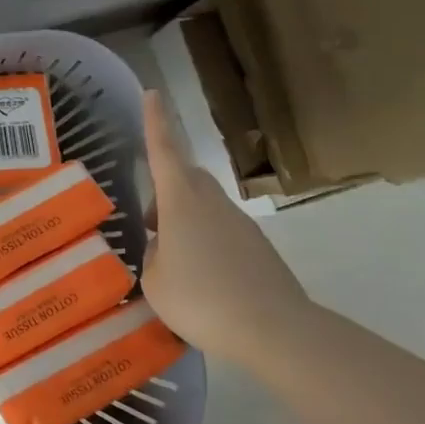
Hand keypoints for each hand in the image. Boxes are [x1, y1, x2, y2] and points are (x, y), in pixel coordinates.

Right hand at [140, 91, 312, 358]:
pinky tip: (198, 278)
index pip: (163, 151)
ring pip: (204, 206)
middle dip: (165, 186)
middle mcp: (212, 203)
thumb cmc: (201, 299)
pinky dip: (204, 242)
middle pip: (186, 177)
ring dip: (184, 219)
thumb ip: (154, 257)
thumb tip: (164, 250)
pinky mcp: (258, 249)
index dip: (155, 122)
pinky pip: (221, 231)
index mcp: (181, 202)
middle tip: (149, 219)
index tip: (152, 93)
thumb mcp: (155, 281)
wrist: (275, 331)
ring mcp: (240, 225)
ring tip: (169, 257)